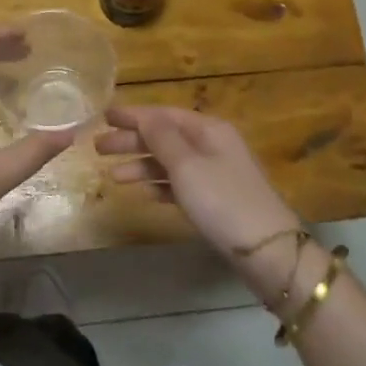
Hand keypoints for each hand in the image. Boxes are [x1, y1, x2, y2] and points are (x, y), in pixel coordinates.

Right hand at [95, 104, 301, 280]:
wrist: (267, 251)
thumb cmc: (222, 201)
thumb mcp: (187, 166)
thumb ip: (162, 139)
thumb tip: (144, 116)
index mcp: (209, 129)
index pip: (164, 115)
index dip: (133, 115)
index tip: (104, 116)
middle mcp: (213, 145)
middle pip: (165, 137)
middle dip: (132, 141)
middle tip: (98, 148)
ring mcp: (216, 173)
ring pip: (171, 162)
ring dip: (142, 165)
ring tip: (112, 175)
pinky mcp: (216, 200)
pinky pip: (181, 184)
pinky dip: (161, 185)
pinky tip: (144, 193)